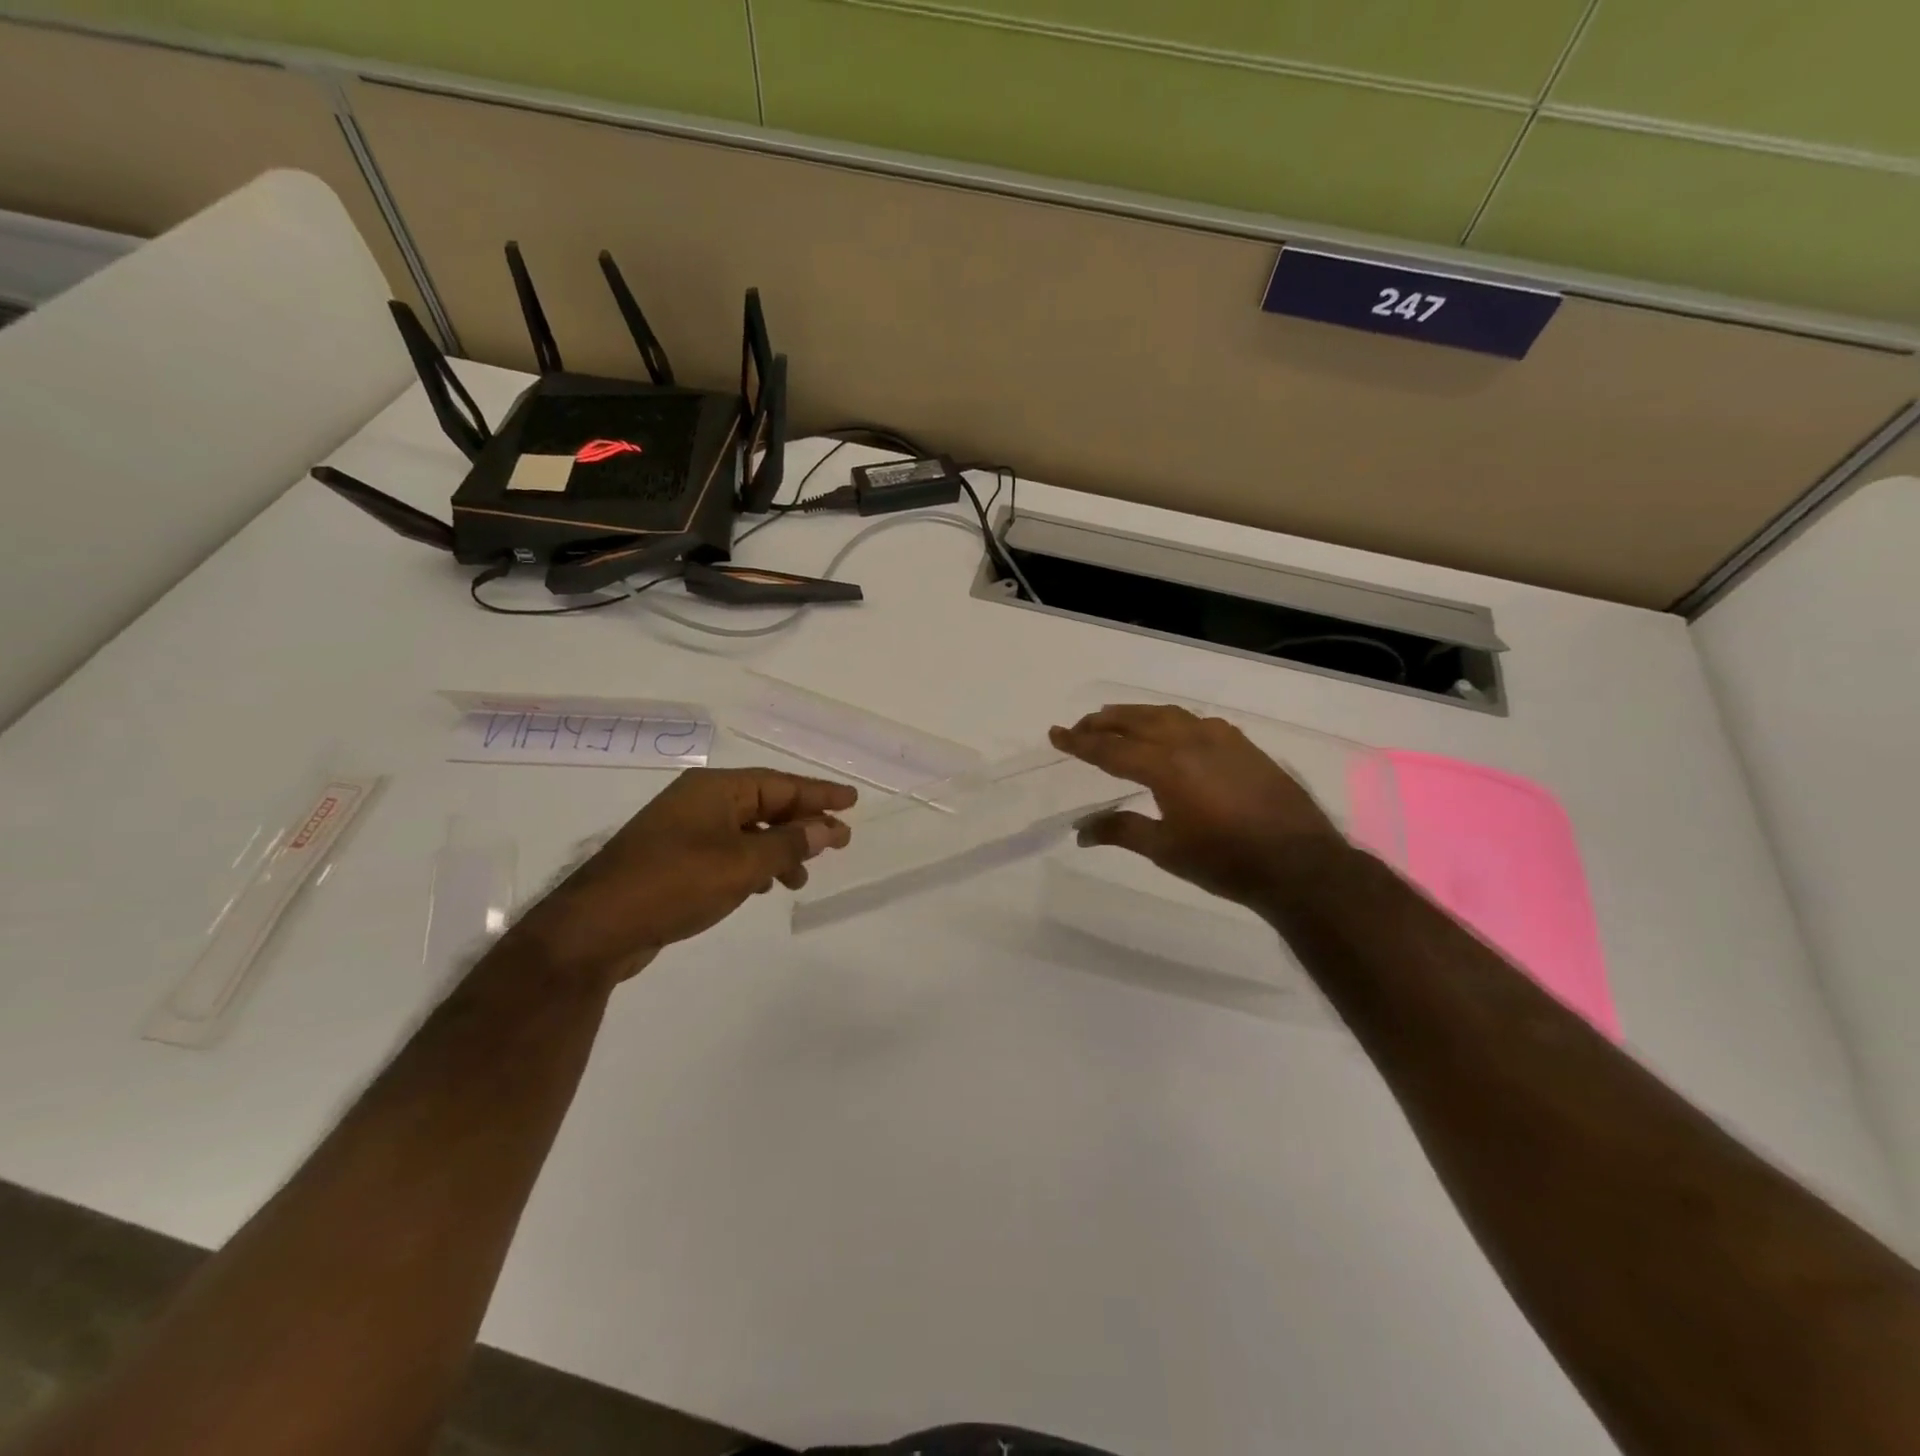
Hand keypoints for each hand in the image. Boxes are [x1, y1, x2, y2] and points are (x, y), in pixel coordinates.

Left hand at [505, 768, 855, 985]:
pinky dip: (753, 864)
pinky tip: (763, 886)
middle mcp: (699, 802)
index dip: (819, 793)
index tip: (852, 801)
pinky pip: (727, 851)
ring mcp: (683, 831)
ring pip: (747, 830)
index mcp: (715, 790)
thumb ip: (788, 844)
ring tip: (802, 877)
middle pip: (764, 804)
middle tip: (838, 841)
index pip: (780, 784)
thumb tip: (825, 828)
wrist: (596, 928)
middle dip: (802, 822)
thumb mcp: (741, 864)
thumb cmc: (674, 884)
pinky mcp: (673, 860)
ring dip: (779, 849)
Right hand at [1049, 704, 1343, 911]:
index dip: (1079, 742)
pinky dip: (1171, 721)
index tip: (1055, 734)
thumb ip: (1122, 831)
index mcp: (1165, 766)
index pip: (1110, 748)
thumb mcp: (1166, 850)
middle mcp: (1189, 741)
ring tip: (1116, 719)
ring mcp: (1220, 738)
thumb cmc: (1225, 861)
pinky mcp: (1242, 744)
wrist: (1299, 863)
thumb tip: (1081, 831)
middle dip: (1103, 722)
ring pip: (1167, 715)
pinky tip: (1171, 731)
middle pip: (1136, 721)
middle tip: (1080, 726)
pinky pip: (1196, 721)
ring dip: (1136, 715)